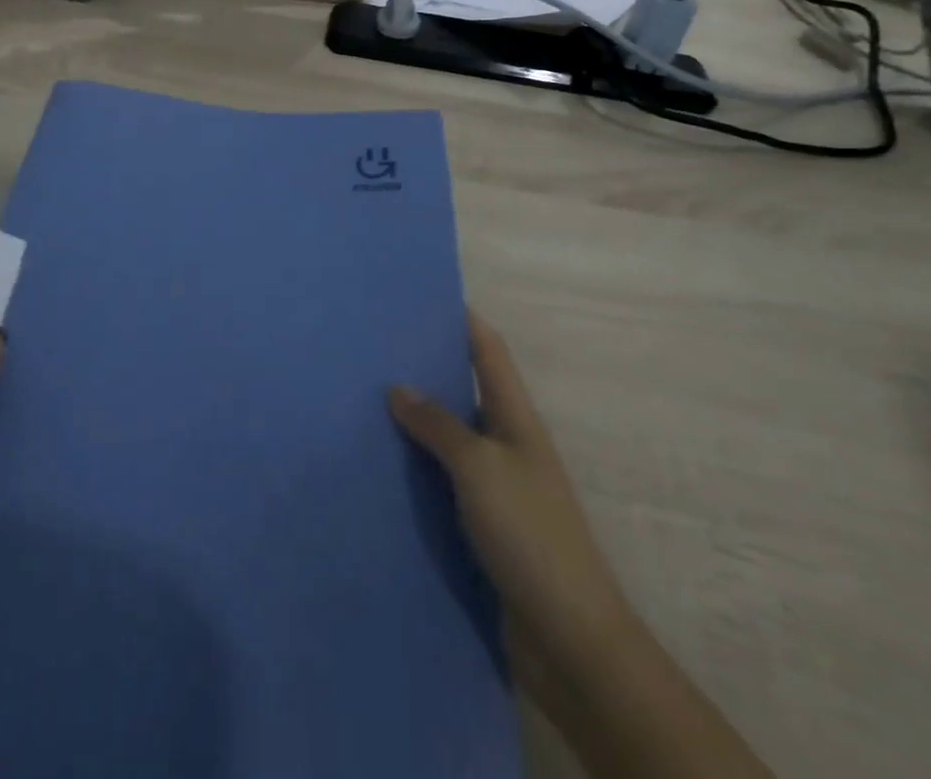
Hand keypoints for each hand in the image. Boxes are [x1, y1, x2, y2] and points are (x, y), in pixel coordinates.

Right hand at [389, 314, 625, 641]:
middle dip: (426, 368)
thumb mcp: (480, 467)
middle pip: (464, 391)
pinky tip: (378, 466)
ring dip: (414, 423)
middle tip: (375, 350)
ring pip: (448, 440)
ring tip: (363, 402)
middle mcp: (506, 444)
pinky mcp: (480, 526)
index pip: (489, 351)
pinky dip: (414, 470)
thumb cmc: (529, 533)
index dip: (464, 319)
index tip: (425, 295)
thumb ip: (438, 425)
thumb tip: (399, 388)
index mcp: (516, 418)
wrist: (567, 637)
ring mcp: (494, 487)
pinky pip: (441, 483)